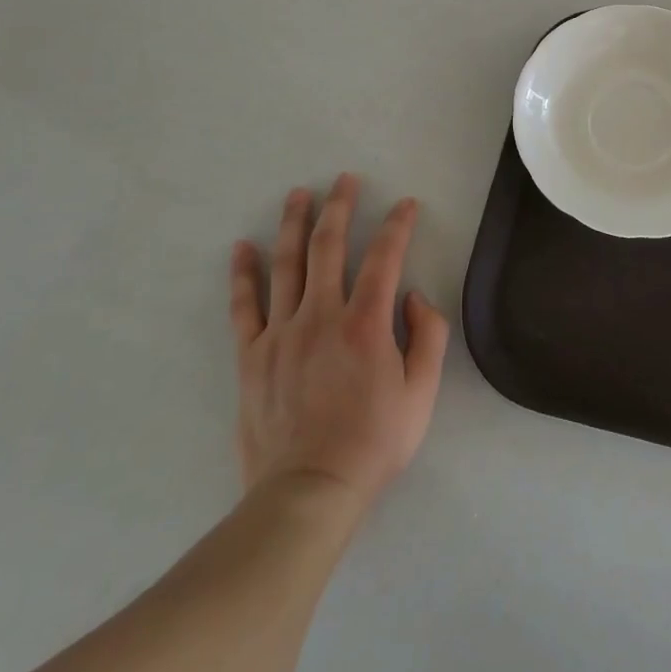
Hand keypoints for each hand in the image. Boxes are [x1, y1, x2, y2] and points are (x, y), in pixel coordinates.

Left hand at [227, 174, 449, 515]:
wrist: (309, 491)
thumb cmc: (373, 442)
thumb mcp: (422, 393)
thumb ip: (427, 336)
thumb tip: (411, 296)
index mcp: (366, 323)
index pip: (385, 257)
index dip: (398, 225)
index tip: (406, 204)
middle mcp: (322, 316)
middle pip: (329, 246)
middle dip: (340, 206)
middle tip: (345, 179)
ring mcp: (281, 333)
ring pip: (286, 264)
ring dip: (294, 224)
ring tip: (298, 194)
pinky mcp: (252, 355)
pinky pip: (244, 305)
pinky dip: (243, 273)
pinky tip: (243, 247)